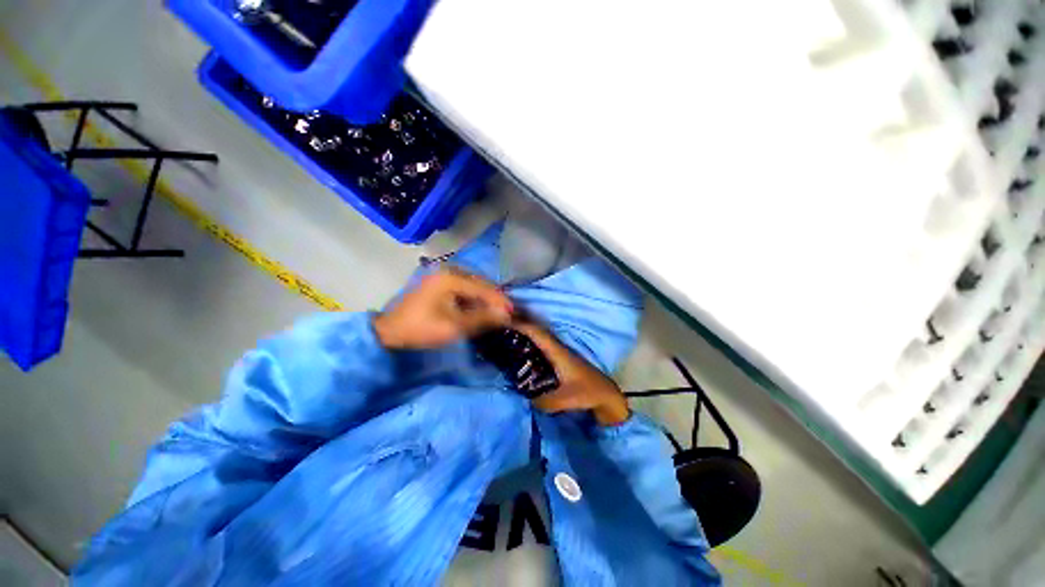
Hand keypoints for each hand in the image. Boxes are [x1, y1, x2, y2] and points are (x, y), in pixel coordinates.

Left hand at [374, 269, 513, 349]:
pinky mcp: (439, 282)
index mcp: (451, 278)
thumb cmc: (421, 329)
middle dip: (494, 298)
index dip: (500, 300)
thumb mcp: (454, 326)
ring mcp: (442, 274)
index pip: (483, 288)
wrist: (389, 332)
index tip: (514, 312)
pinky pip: (464, 287)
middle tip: (507, 312)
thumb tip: (506, 315)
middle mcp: (448, 270)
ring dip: (485, 298)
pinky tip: (480, 307)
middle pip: (480, 283)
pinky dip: (474, 298)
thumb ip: (482, 318)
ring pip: (473, 285)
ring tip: (497, 311)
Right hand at [514, 323, 630, 425]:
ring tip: (506, 340)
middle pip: (535, 333)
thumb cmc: (589, 392)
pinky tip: (521, 355)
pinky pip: (541, 349)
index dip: (521, 325)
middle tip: (499, 330)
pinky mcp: (560, 361)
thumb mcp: (566, 399)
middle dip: (518, 328)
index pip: (537, 333)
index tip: (503, 322)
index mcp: (557, 352)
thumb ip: (544, 401)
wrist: (607, 395)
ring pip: (538, 340)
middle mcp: (557, 349)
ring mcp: (559, 354)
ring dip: (524, 336)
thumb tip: (527, 399)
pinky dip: (530, 346)